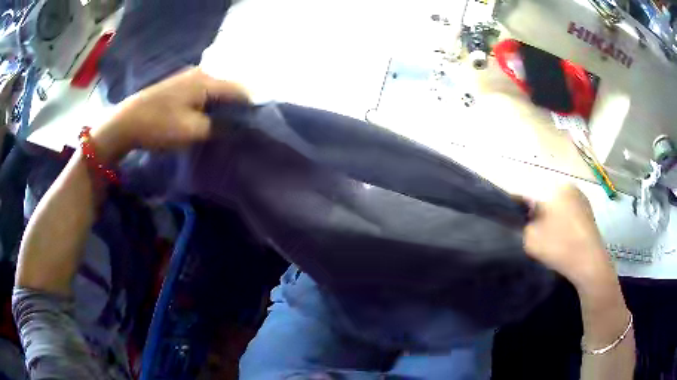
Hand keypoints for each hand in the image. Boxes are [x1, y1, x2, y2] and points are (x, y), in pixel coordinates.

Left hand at [92, 67, 248, 160]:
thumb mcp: (192, 130)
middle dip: (236, 107)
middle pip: (228, 89)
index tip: (256, 126)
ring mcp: (188, 78)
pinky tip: (207, 119)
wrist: (126, 122)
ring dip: (222, 107)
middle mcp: (201, 73)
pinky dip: (209, 105)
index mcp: (207, 81)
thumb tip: (238, 127)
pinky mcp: (178, 85)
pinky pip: (203, 93)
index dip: (250, 107)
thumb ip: (219, 127)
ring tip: (226, 126)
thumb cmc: (159, 125)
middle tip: (241, 129)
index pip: (239, 90)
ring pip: (215, 92)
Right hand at [522, 185, 615, 288]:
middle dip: (542, 220)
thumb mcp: (530, 237)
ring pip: (561, 215)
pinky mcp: (591, 220)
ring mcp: (584, 205)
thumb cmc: (560, 246)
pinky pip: (571, 223)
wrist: (589, 266)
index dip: (527, 215)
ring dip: (554, 227)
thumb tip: (526, 218)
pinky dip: (566, 233)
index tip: (524, 232)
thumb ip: (523, 224)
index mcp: (559, 187)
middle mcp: (573, 189)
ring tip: (551, 246)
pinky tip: (564, 247)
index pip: (536, 198)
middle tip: (538, 240)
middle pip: (549, 205)